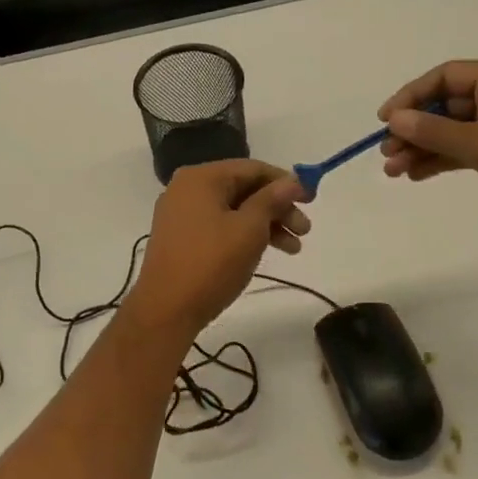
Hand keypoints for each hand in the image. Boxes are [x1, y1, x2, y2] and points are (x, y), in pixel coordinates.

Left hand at [127, 161, 309, 335]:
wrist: (166, 309)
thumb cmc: (211, 263)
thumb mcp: (249, 229)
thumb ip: (272, 200)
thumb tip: (293, 180)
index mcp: (201, 178)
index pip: (253, 169)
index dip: (286, 182)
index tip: (312, 200)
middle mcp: (187, 189)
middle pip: (243, 189)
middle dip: (278, 208)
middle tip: (305, 230)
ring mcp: (180, 214)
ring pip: (233, 210)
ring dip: (266, 225)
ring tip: (294, 248)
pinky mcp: (180, 238)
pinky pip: (219, 225)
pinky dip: (244, 235)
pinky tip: (265, 251)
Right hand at [379, 61, 477, 246]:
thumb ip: (435, 131)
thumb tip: (394, 119)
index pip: (447, 77)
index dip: (411, 95)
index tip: (385, 120)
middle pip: (448, 105)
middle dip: (415, 128)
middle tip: (387, 152)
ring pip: (455, 131)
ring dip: (424, 148)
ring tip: (394, 170)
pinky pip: (467, 150)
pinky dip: (443, 160)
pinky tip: (417, 175)